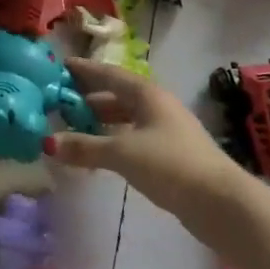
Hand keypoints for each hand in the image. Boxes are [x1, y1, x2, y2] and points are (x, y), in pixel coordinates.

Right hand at [49, 59, 252, 242]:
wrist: (221, 203)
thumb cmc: (169, 164)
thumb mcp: (122, 153)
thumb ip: (85, 147)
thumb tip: (48, 143)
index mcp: (147, 94)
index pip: (109, 74)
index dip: (85, 69)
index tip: (62, 65)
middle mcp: (157, 106)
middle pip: (118, 95)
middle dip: (90, 97)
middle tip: (61, 101)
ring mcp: (167, 130)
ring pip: (127, 117)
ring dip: (102, 120)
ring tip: (75, 128)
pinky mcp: (172, 154)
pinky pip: (134, 137)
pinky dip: (114, 140)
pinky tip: (101, 154)